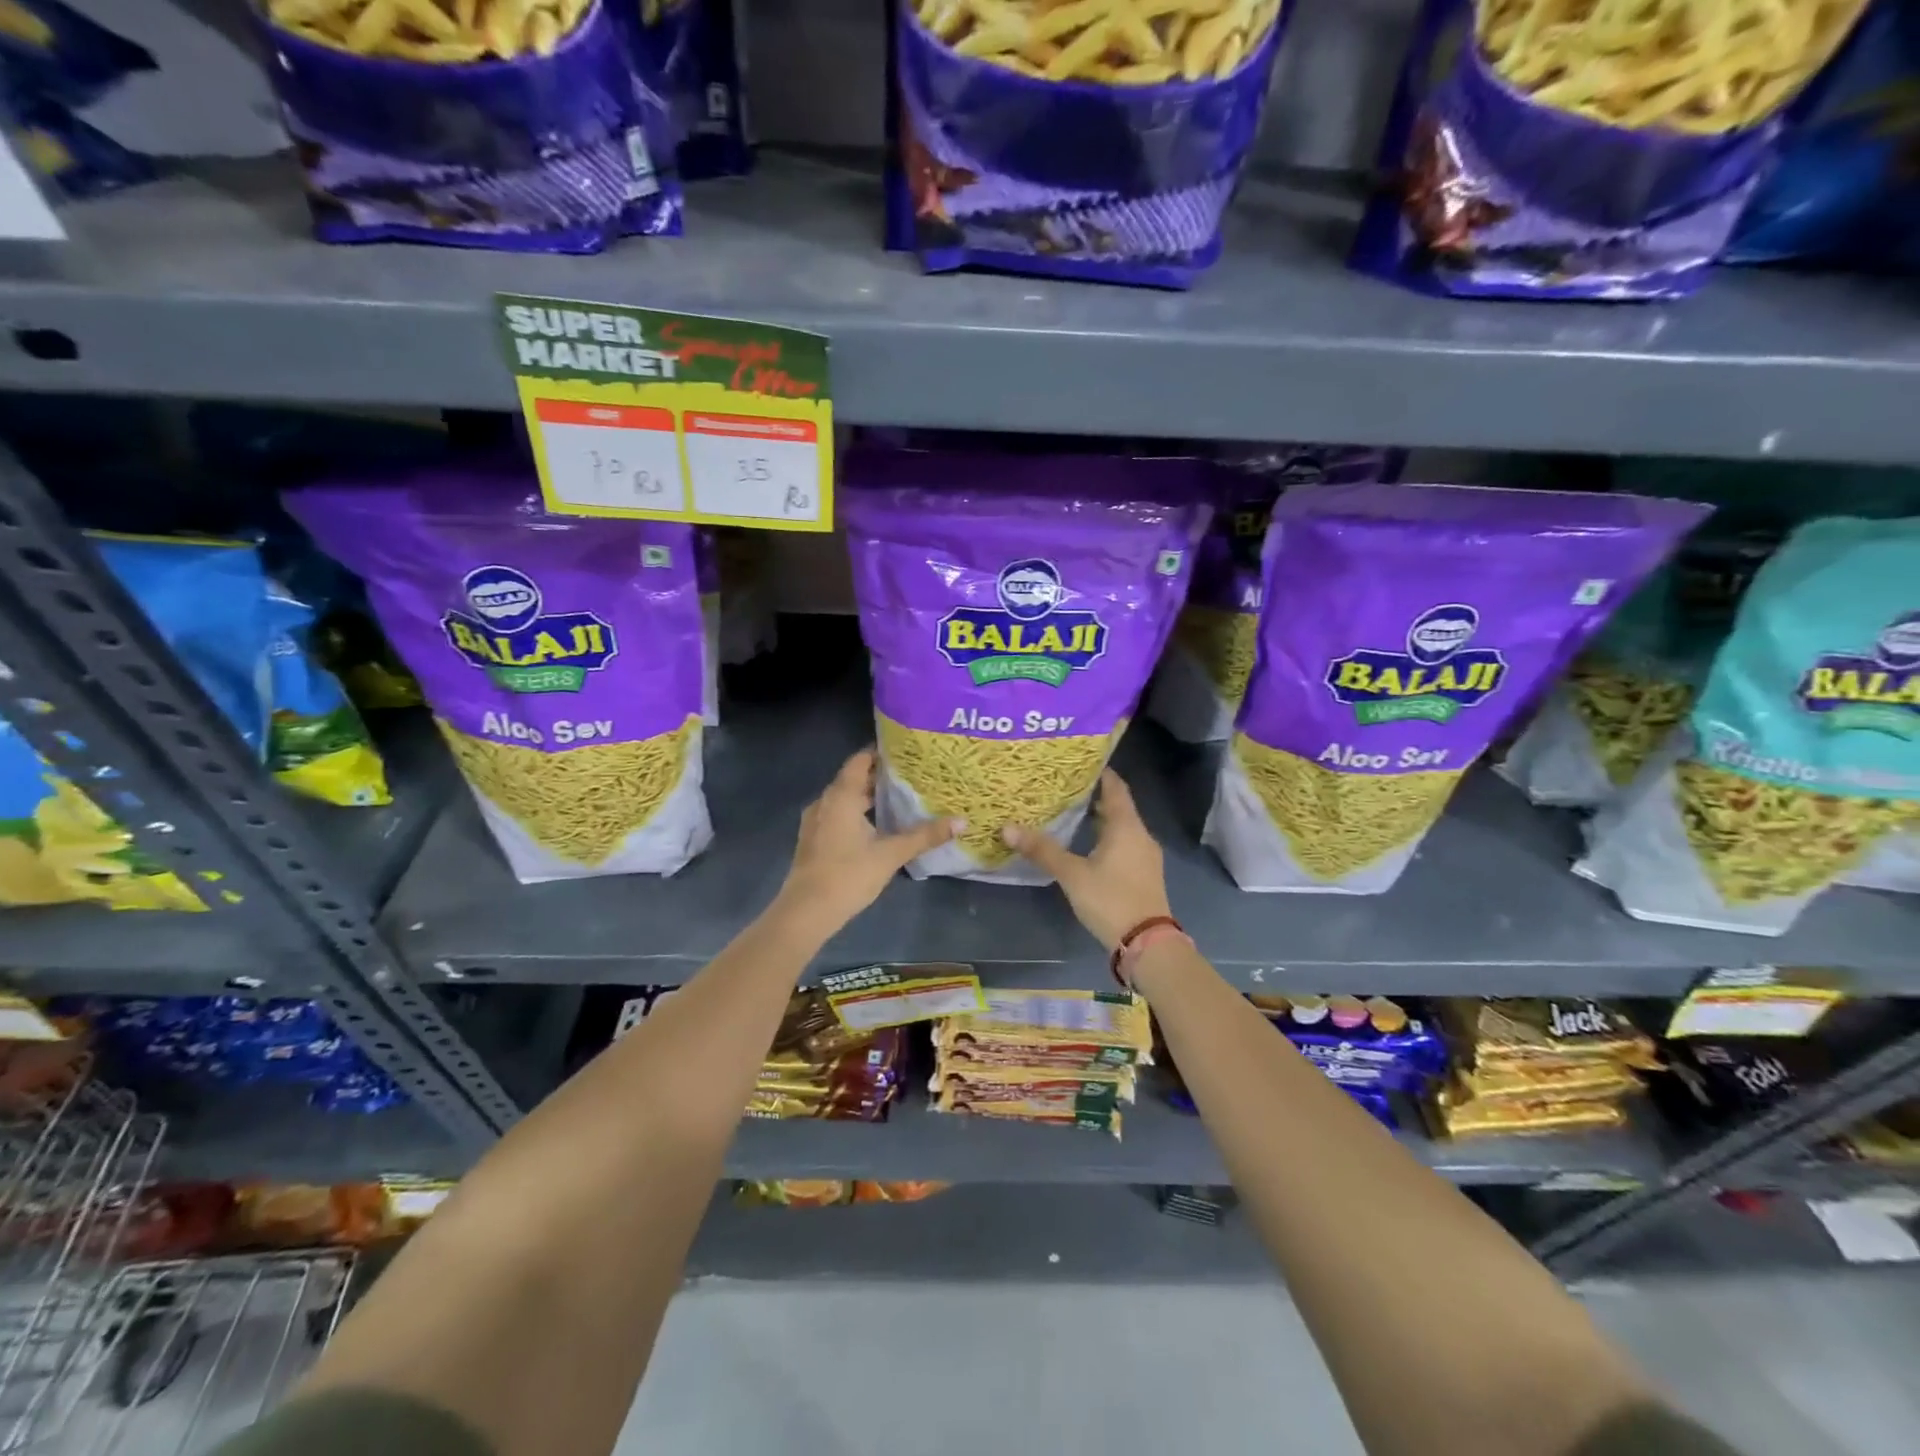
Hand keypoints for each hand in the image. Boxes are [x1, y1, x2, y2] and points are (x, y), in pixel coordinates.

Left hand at [777, 749, 959, 931]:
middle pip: (854, 779)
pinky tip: (877, 825)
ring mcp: (816, 821)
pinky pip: (838, 815)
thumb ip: (925, 836)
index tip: (907, 751)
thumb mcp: (891, 854)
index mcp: (841, 796)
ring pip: (845, 799)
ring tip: (899, 798)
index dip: (882, 752)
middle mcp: (825, 801)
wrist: (806, 912)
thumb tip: (962, 821)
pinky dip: (857, 813)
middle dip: (880, 776)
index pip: (861, 760)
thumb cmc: (848, 875)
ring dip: (868, 796)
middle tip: (912, 775)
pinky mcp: (814, 840)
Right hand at [1002, 770, 1170, 950]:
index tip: (1078, 762)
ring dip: (1099, 819)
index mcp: (1127, 826)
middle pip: (1118, 807)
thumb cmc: (1111, 900)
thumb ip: (1042, 850)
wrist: (1147, 944)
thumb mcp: (1072, 874)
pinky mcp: (1143, 874)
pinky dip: (1106, 838)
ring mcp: (1145, 856)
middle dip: (1093, 796)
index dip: (1100, 773)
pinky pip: (1124, 845)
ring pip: (1121, 828)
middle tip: (1064, 787)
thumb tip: (1006, 828)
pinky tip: (1086, 845)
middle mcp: (1140, 835)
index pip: (1115, 787)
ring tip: (1071, 813)